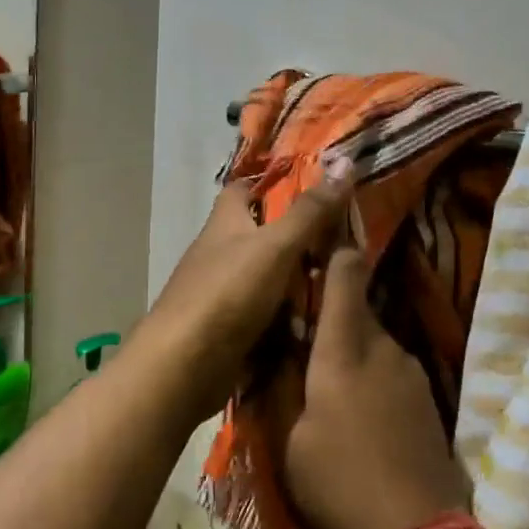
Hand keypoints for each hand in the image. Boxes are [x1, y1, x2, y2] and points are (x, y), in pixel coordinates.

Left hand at [135, 160, 355, 412]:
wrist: (183, 367)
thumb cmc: (227, 294)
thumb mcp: (276, 246)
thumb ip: (309, 212)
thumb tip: (344, 162)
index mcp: (224, 223)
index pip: (242, 189)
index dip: (271, 182)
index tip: (311, 186)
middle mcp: (218, 253)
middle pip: (259, 235)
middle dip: (296, 237)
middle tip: (345, 240)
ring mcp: (220, 293)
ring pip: (266, 278)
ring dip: (296, 280)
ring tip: (343, 281)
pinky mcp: (226, 329)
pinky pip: (264, 315)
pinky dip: (287, 317)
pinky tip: (318, 321)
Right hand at [285, 241, 471, 528]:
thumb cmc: (338, 481)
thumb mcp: (289, 437)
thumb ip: (281, 384)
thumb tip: (273, 349)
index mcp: (345, 348)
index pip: (346, 274)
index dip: (334, 251)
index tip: (316, 243)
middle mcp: (383, 347)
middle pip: (358, 309)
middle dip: (331, 315)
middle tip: (301, 336)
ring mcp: (411, 372)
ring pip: (374, 341)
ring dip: (352, 350)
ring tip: (327, 383)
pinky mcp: (427, 398)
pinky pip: (391, 369)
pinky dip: (371, 375)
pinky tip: (359, 412)